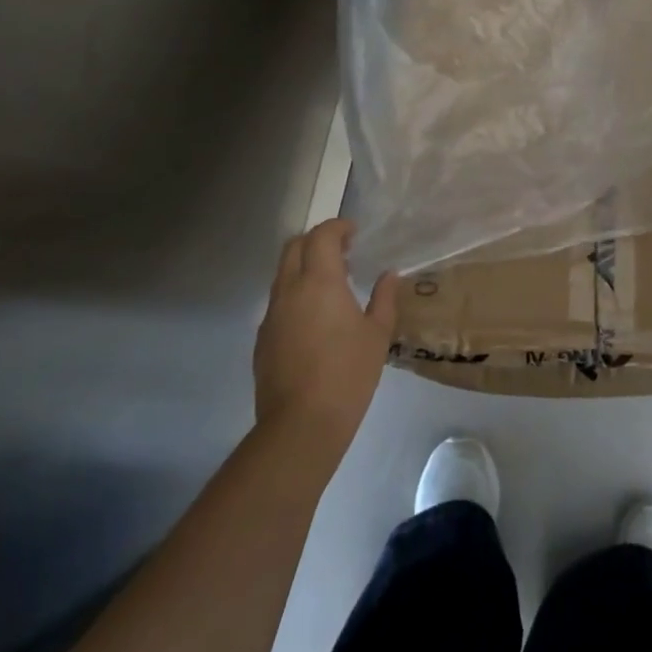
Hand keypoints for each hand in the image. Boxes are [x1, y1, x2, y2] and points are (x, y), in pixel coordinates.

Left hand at [253, 219, 398, 455]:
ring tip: (330, 283)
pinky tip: (314, 317)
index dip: (337, 227)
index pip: (322, 236)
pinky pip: (278, 301)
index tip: (354, 232)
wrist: (301, 424)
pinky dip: (295, 293)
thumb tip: (388, 275)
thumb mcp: (377, 334)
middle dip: (316, 240)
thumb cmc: (348, 374)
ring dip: (304, 266)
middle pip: (294, 246)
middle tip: (342, 251)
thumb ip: (384, 298)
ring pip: (282, 273)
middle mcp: (290, 289)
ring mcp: (272, 314)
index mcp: (319, 281)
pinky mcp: (263, 338)